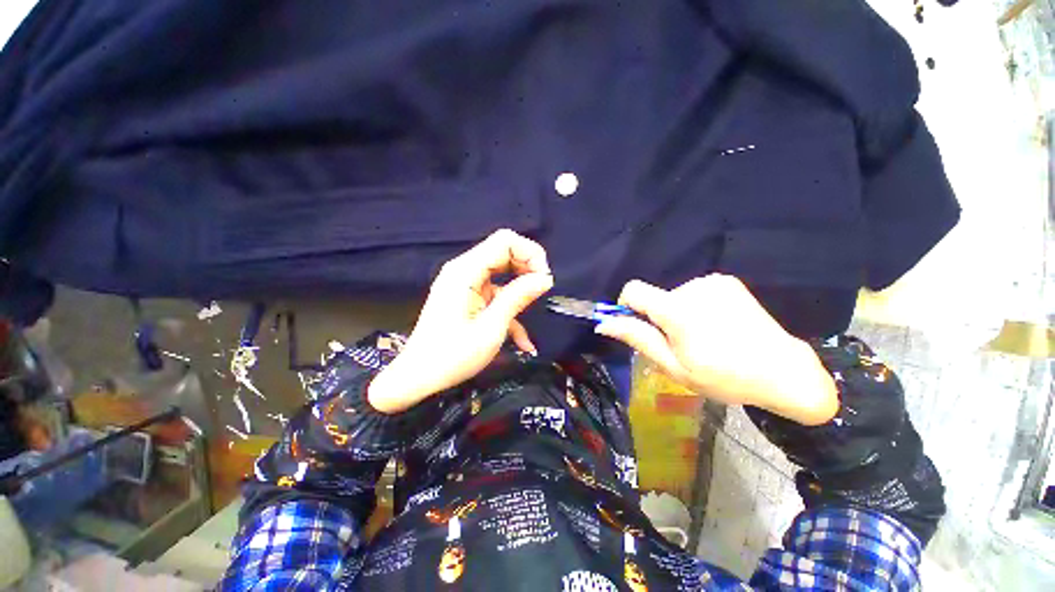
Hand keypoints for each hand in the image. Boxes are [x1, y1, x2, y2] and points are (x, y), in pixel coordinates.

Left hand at [368, 229, 553, 412]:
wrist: (419, 377)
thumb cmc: (453, 356)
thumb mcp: (491, 328)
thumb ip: (518, 298)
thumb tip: (545, 278)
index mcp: (465, 271)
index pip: (505, 241)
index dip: (530, 253)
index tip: (544, 279)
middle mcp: (464, 270)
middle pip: (504, 251)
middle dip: (528, 267)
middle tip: (543, 291)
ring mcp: (465, 283)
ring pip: (502, 270)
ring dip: (522, 285)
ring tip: (535, 306)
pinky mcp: (468, 296)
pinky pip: (495, 291)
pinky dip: (510, 305)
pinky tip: (522, 338)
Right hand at [595, 275, 836, 424]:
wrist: (784, 371)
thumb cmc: (724, 376)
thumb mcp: (674, 366)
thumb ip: (638, 339)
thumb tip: (604, 324)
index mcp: (677, 310)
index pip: (634, 289)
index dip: (627, 306)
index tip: (639, 326)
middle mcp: (693, 287)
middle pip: (656, 297)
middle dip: (658, 318)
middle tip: (681, 345)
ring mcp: (713, 281)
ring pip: (675, 295)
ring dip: (679, 313)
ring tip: (703, 337)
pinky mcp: (727, 281)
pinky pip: (694, 292)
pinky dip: (696, 306)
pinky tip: (717, 326)